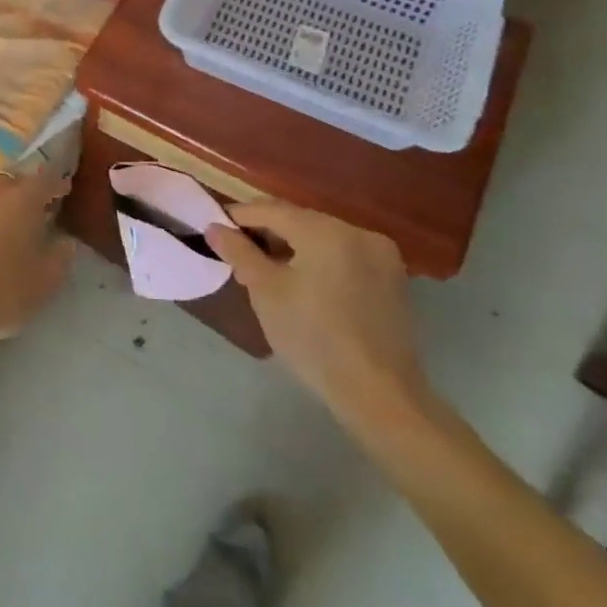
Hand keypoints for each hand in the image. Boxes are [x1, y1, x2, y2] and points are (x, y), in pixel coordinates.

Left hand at [0, 168, 75, 343]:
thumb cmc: (0, 293)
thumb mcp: (45, 284)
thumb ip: (60, 256)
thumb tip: (63, 241)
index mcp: (21, 199)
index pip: (46, 179)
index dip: (56, 185)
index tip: (61, 193)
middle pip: (8, 183)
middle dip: (19, 195)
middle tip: (23, 217)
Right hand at [206, 202, 427, 423]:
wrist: (380, 396)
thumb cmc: (314, 339)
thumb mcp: (266, 293)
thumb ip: (239, 253)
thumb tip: (214, 228)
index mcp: (326, 231)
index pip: (271, 210)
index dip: (239, 217)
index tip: (215, 229)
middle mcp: (357, 231)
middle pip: (299, 221)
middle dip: (266, 234)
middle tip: (238, 256)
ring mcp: (380, 254)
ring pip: (322, 238)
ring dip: (293, 247)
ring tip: (267, 272)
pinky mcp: (392, 279)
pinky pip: (344, 255)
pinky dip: (319, 261)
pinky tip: (304, 284)